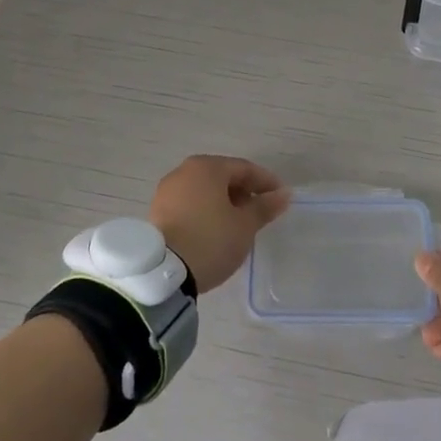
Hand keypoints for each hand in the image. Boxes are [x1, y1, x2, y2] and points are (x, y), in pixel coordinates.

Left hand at [148, 156, 289, 293]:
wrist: (163, 273)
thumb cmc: (211, 240)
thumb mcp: (245, 225)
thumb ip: (265, 207)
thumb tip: (283, 194)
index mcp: (207, 167)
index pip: (244, 168)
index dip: (266, 182)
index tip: (281, 197)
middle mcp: (184, 171)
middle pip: (222, 176)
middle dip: (244, 191)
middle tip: (261, 211)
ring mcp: (167, 191)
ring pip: (205, 190)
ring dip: (225, 202)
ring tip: (240, 223)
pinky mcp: (158, 211)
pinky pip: (190, 203)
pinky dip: (206, 210)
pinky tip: (216, 229)